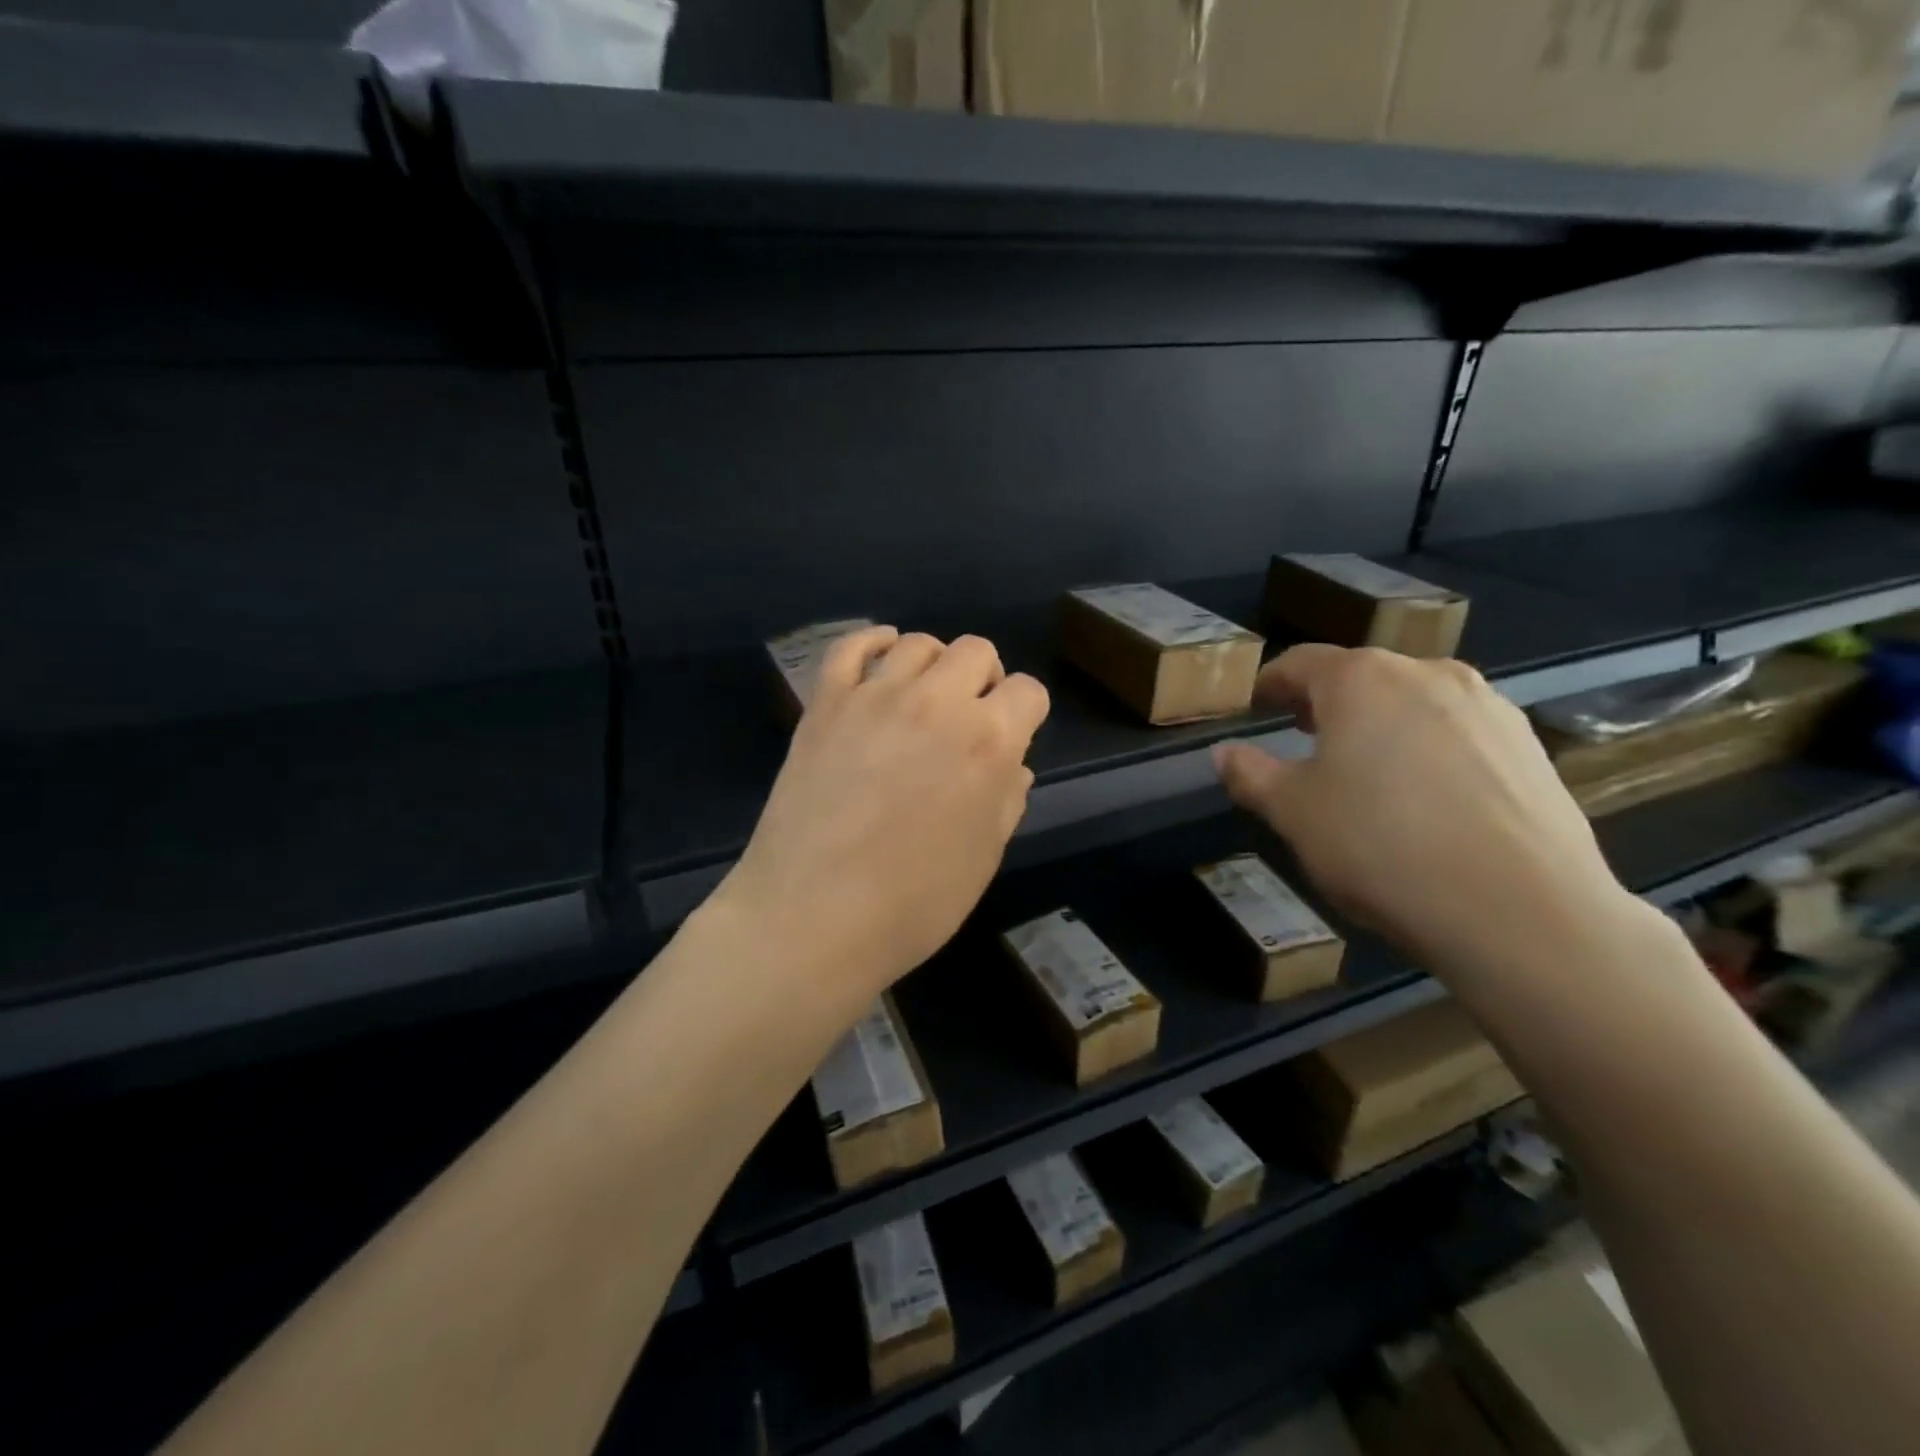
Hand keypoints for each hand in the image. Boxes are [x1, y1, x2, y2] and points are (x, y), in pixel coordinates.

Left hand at [715, 628, 1050, 1006]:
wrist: (812, 917)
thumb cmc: (912, 904)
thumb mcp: (983, 858)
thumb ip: (1006, 799)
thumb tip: (1013, 766)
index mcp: (989, 742)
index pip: (1028, 692)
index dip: (1026, 713)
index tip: (1012, 737)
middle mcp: (937, 702)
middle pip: (976, 651)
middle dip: (985, 679)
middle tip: (969, 718)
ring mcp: (875, 696)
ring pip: (918, 643)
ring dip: (934, 664)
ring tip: (925, 698)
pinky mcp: (825, 703)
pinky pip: (850, 647)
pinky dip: (872, 643)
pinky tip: (881, 657)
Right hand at [1212, 645, 1638, 975]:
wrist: (1520, 911)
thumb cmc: (1380, 847)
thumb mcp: (1293, 813)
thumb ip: (1251, 774)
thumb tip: (1224, 753)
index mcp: (1361, 679)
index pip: (1299, 663)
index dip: (1270, 683)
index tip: (1255, 705)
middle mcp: (1427, 673)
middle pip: (1361, 677)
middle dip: (1326, 703)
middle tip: (1303, 738)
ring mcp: (1488, 706)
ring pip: (1414, 702)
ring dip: (1381, 724)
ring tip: (1367, 770)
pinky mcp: (1530, 745)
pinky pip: (1459, 732)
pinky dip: (1429, 748)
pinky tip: (1427, 797)